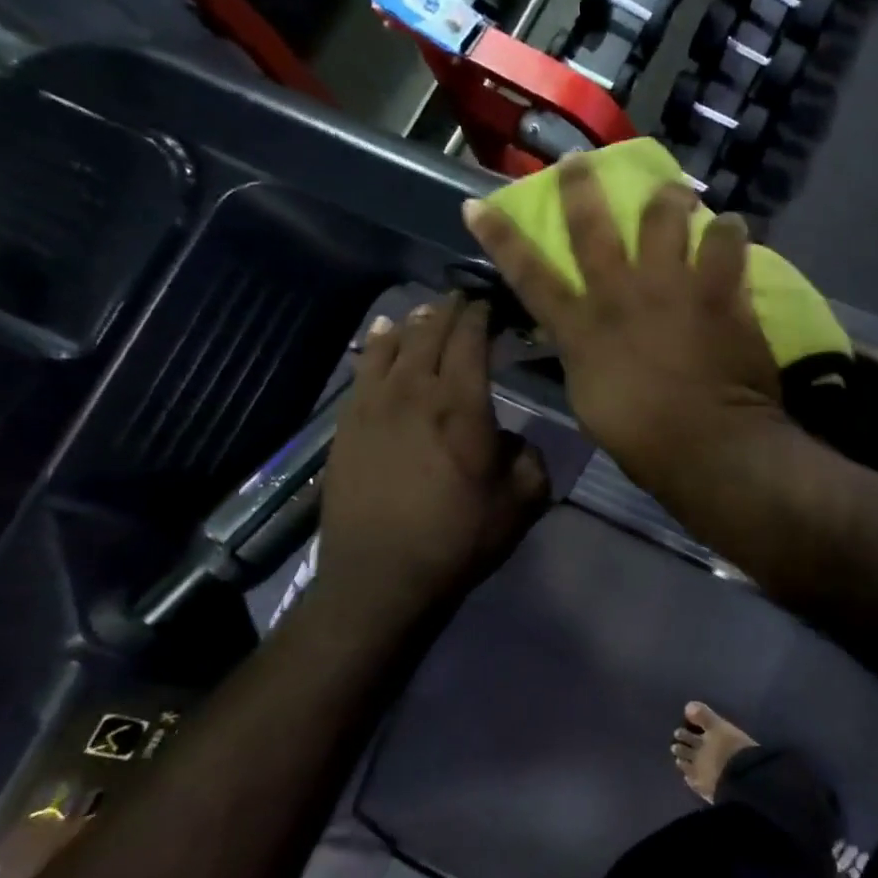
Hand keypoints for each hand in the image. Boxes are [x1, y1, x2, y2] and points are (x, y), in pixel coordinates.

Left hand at [310, 295, 548, 633]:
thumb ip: (530, 457)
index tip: (491, 305)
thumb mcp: (522, 502)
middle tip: (463, 300)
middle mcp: (414, 391)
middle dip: (449, 310)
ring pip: (392, 344)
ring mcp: (373, 404)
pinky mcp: (347, 423)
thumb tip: (512, 439)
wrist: (382, 577)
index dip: (481, 316)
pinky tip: (382, 336)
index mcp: (461, 404)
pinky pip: (362, 368)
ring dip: (414, 323)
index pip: (470, 339)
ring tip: (427, 314)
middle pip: (430, 332)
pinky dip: (376, 345)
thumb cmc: (459, 538)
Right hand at [462, 160, 786, 497]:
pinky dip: (730, 232)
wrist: (706, 442)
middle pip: (592, 227)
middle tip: (580, 160)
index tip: (477, 204)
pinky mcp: (717, 290)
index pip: (529, 275)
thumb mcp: (590, 400)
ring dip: (668, 198)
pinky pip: (726, 244)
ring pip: (663, 218)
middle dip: (580, 188)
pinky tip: (734, 227)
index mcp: (581, 327)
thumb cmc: (642, 440)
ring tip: (676, 190)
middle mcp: (619, 293)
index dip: (500, 238)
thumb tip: (582, 338)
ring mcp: (670, 286)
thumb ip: (583, 358)